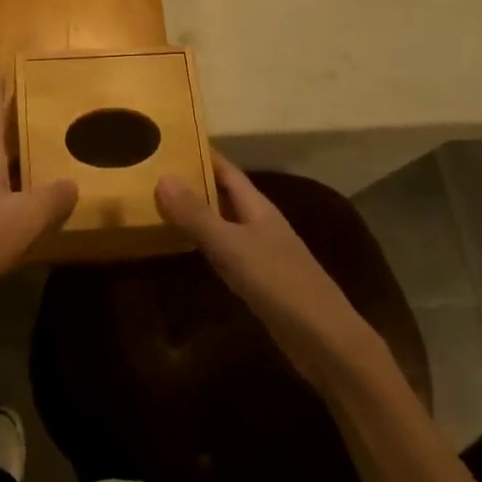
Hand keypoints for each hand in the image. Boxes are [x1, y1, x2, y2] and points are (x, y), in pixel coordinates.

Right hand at [156, 153, 389, 391]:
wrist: (324, 339)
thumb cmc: (278, 283)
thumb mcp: (231, 246)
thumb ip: (197, 215)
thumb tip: (163, 177)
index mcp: (258, 208)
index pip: (227, 171)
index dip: (203, 155)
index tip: (172, 141)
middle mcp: (261, 224)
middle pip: (225, 195)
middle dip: (196, 182)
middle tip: (156, 172)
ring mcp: (263, 253)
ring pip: (225, 223)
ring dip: (199, 213)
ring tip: (162, 205)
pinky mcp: (261, 281)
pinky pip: (227, 251)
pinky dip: (206, 244)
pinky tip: (189, 249)